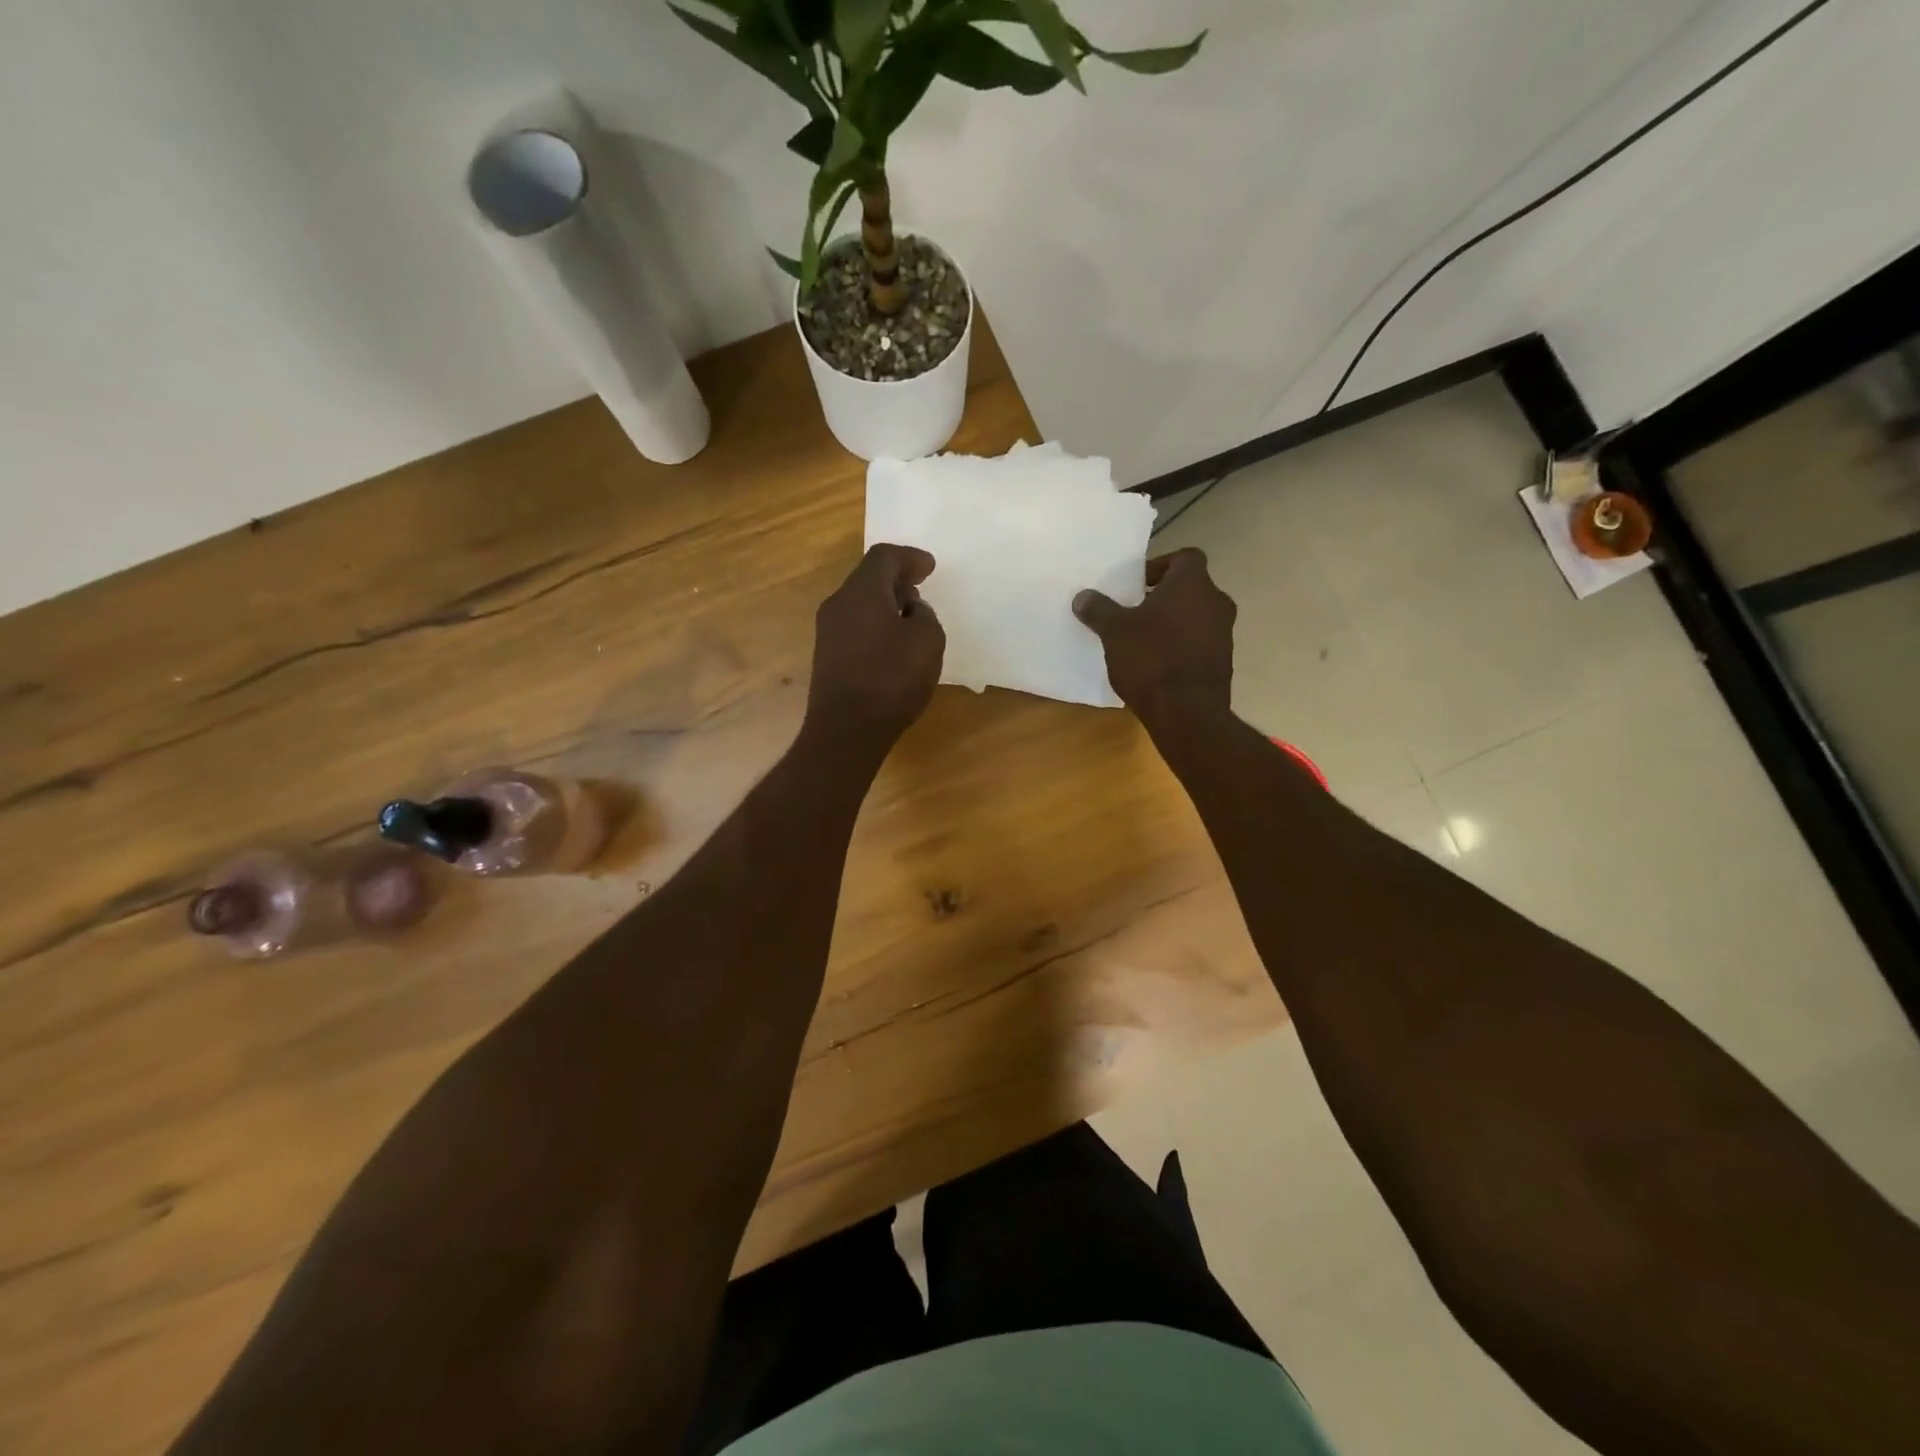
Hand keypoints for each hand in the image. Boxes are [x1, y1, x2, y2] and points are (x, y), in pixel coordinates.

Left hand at [806, 543, 945, 745]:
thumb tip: (910, 611)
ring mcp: (828, 632)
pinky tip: (892, 645)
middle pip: (867, 578)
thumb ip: (924, 616)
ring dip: (885, 605)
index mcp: (862, 592)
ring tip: (910, 619)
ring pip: (859, 604)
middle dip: (896, 580)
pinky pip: (854, 627)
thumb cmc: (891, 680)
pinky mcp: (827, 657)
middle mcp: (838, 604)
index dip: (910, 557)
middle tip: (920, 589)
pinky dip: (875, 625)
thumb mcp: (928, 642)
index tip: (929, 567)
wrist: (846, 730)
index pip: (884, 557)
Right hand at [1073, 548, 1235, 725]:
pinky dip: (1183, 647)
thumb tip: (1083, 596)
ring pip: (1197, 617)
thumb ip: (1099, 609)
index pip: (1185, 557)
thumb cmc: (1150, 659)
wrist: (1187, 712)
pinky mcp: (1224, 663)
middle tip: (1137, 611)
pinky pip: (1201, 644)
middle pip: (1192, 588)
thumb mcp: (1114, 632)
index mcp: (1192, 584)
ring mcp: (1225, 634)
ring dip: (1174, 623)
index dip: (1161, 566)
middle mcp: (1216, 602)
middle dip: (1165, 597)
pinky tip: (1158, 666)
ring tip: (1144, 641)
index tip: (1138, 584)